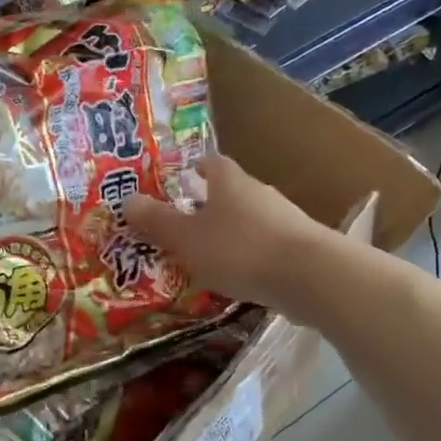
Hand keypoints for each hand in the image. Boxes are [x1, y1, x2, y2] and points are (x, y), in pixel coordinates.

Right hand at [126, 154, 347, 324]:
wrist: (313, 277)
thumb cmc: (240, 248)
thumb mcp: (187, 238)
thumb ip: (157, 221)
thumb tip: (127, 200)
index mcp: (230, 182)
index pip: (211, 163)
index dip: (194, 168)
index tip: (180, 178)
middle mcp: (258, 193)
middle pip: (230, 192)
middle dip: (207, 204)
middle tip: (182, 222)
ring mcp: (284, 220)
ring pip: (248, 220)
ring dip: (228, 233)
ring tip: (205, 255)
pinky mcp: (300, 249)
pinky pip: (264, 246)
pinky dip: (248, 256)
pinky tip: (237, 277)